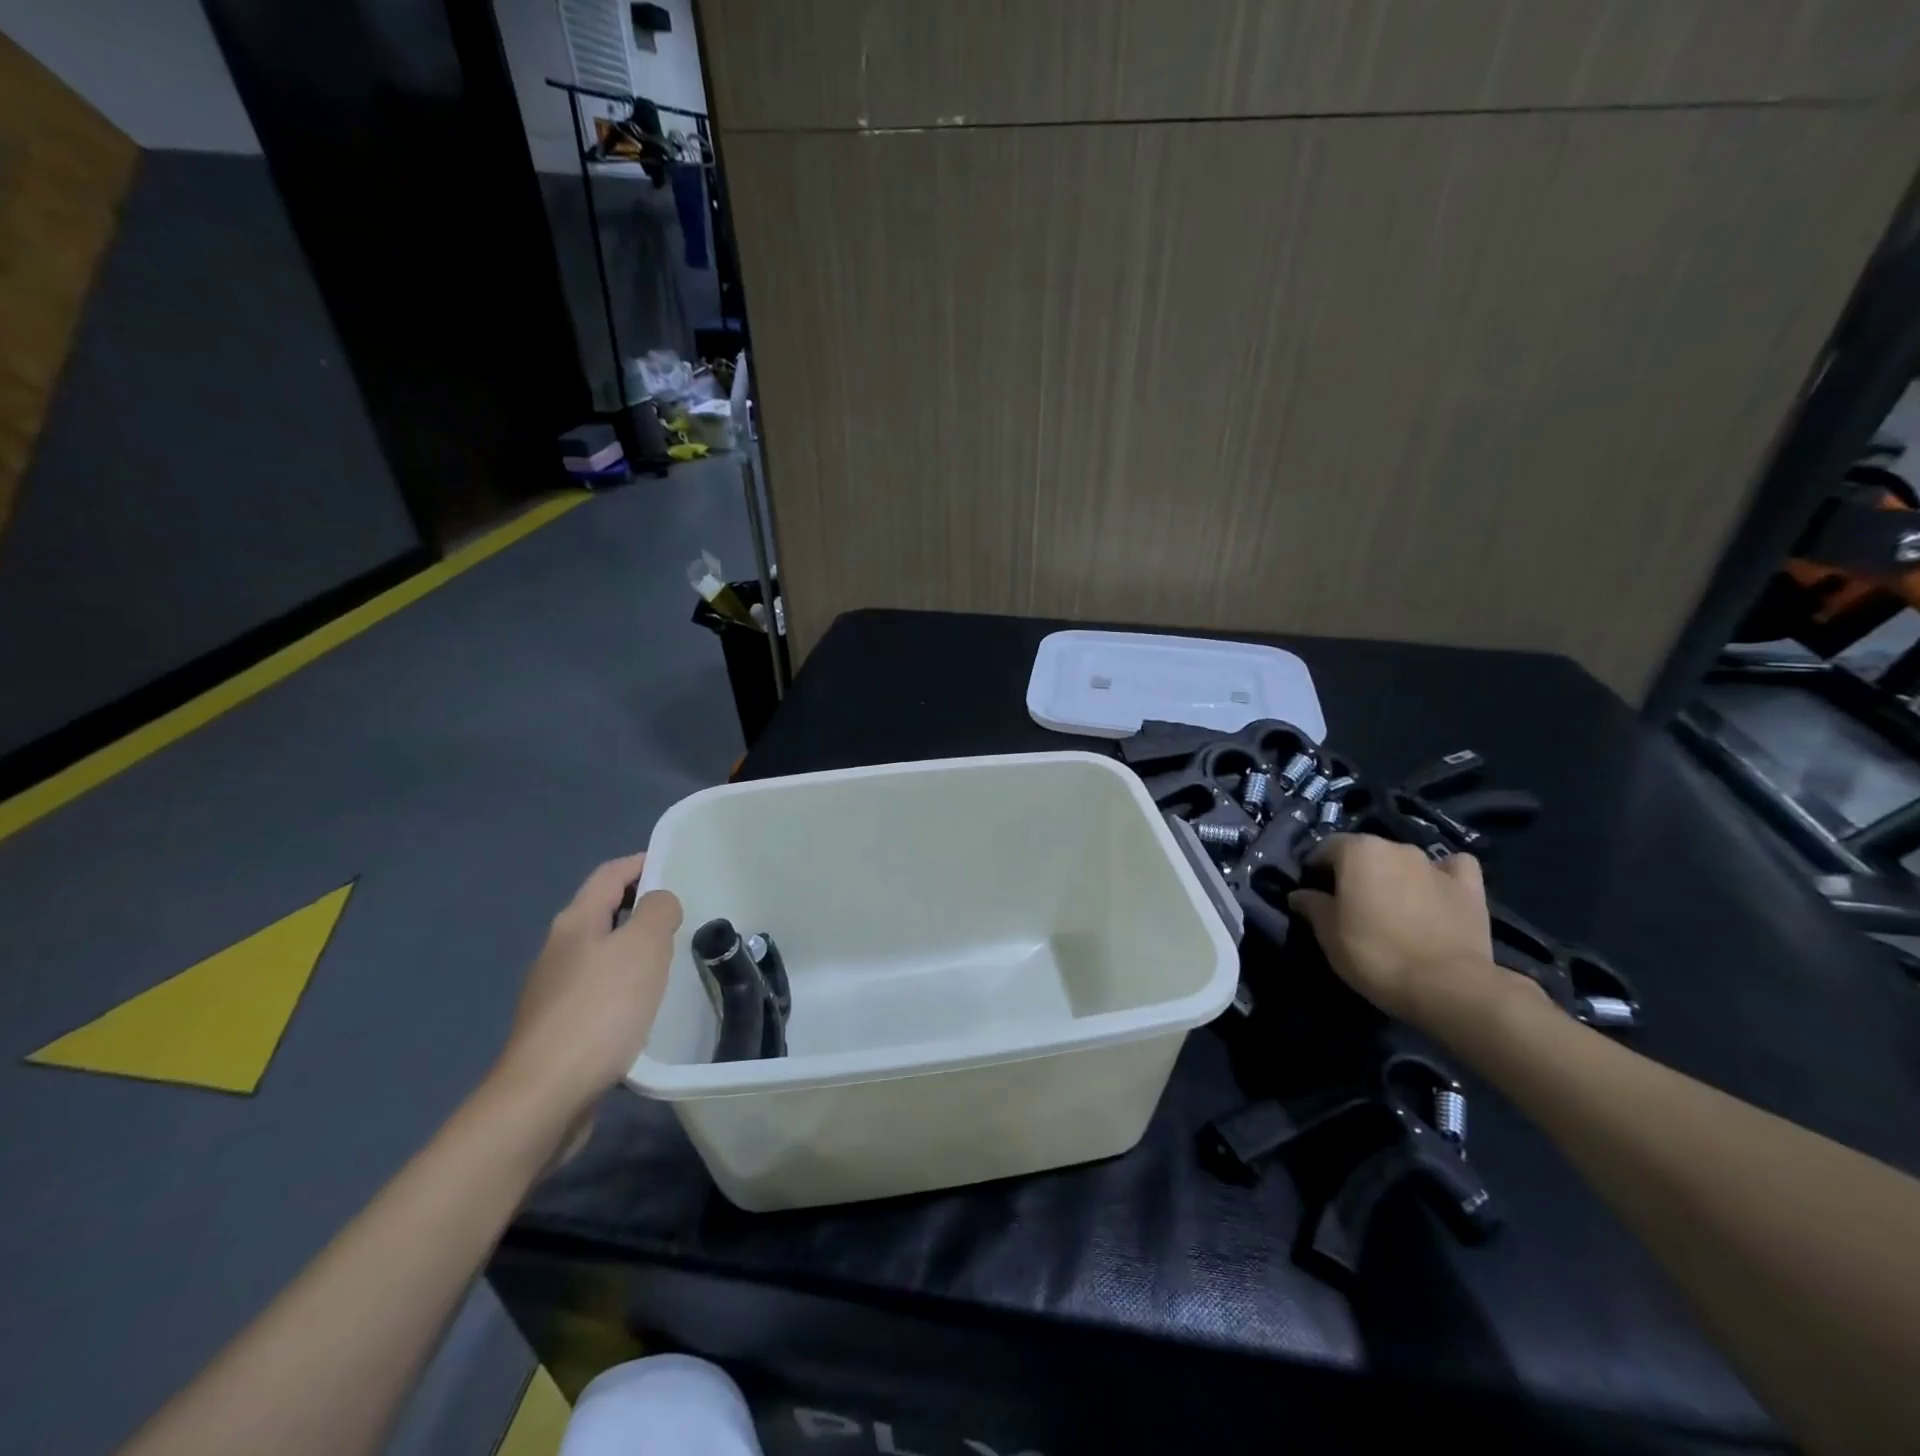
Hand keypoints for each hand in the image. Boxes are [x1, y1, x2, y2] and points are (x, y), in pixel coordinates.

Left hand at [492, 854, 682, 1127]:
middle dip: (640, 906)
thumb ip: (657, 911)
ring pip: (600, 952)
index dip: (642, 862)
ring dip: (632, 948)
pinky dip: (623, 984)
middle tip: (682, 915)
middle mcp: (558, 949)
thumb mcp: (643, 948)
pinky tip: (643, 1007)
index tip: (675, 865)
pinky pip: (597, 989)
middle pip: (602, 911)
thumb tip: (658, 902)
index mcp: (576, 922)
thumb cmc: (600, 1010)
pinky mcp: (557, 1027)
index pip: (610, 874)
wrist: (545, 1096)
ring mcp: (552, 990)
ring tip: (670, 960)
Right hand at [1287, 834, 1508, 1029]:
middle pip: (1366, 852)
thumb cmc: (1374, 953)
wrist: (1448, 987)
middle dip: (1355, 872)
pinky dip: (1441, 875)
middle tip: (1350, 905)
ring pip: (1404, 860)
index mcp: (1357, 850)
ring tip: (1392, 907)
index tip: (1313, 895)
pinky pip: (1451, 868)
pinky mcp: (1470, 887)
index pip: (1325, 848)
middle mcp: (1396, 847)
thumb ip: (1311, 905)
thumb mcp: (1327, 933)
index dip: (1316, 870)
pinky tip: (1436, 891)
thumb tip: (1300, 894)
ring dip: (1393, 876)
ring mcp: (1436, 865)